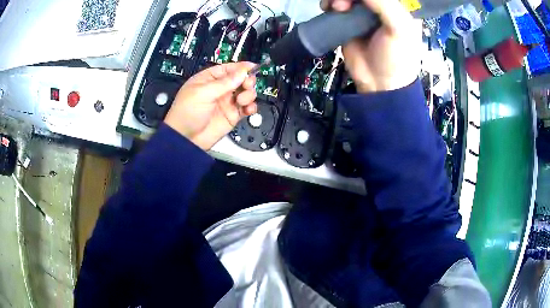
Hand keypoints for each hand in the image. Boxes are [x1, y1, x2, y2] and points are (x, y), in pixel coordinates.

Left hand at [164, 62, 257, 150]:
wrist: (185, 139)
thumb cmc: (185, 113)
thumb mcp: (203, 93)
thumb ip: (224, 82)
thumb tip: (242, 72)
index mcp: (209, 79)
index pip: (229, 69)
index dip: (241, 67)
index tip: (253, 68)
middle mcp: (219, 89)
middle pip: (241, 79)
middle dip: (247, 81)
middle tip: (247, 85)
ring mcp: (227, 102)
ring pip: (246, 93)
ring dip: (249, 94)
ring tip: (241, 101)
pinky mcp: (232, 115)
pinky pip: (247, 108)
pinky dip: (251, 107)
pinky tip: (248, 109)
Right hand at [321, 0, 421, 92]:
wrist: (379, 83)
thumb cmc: (397, 57)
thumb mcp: (399, 28)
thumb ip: (383, 4)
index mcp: (397, 6)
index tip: (360, 1)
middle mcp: (379, 7)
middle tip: (342, 6)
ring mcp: (362, 13)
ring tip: (336, 9)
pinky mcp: (348, 21)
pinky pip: (336, 5)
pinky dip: (329, 3)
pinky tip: (328, 9)